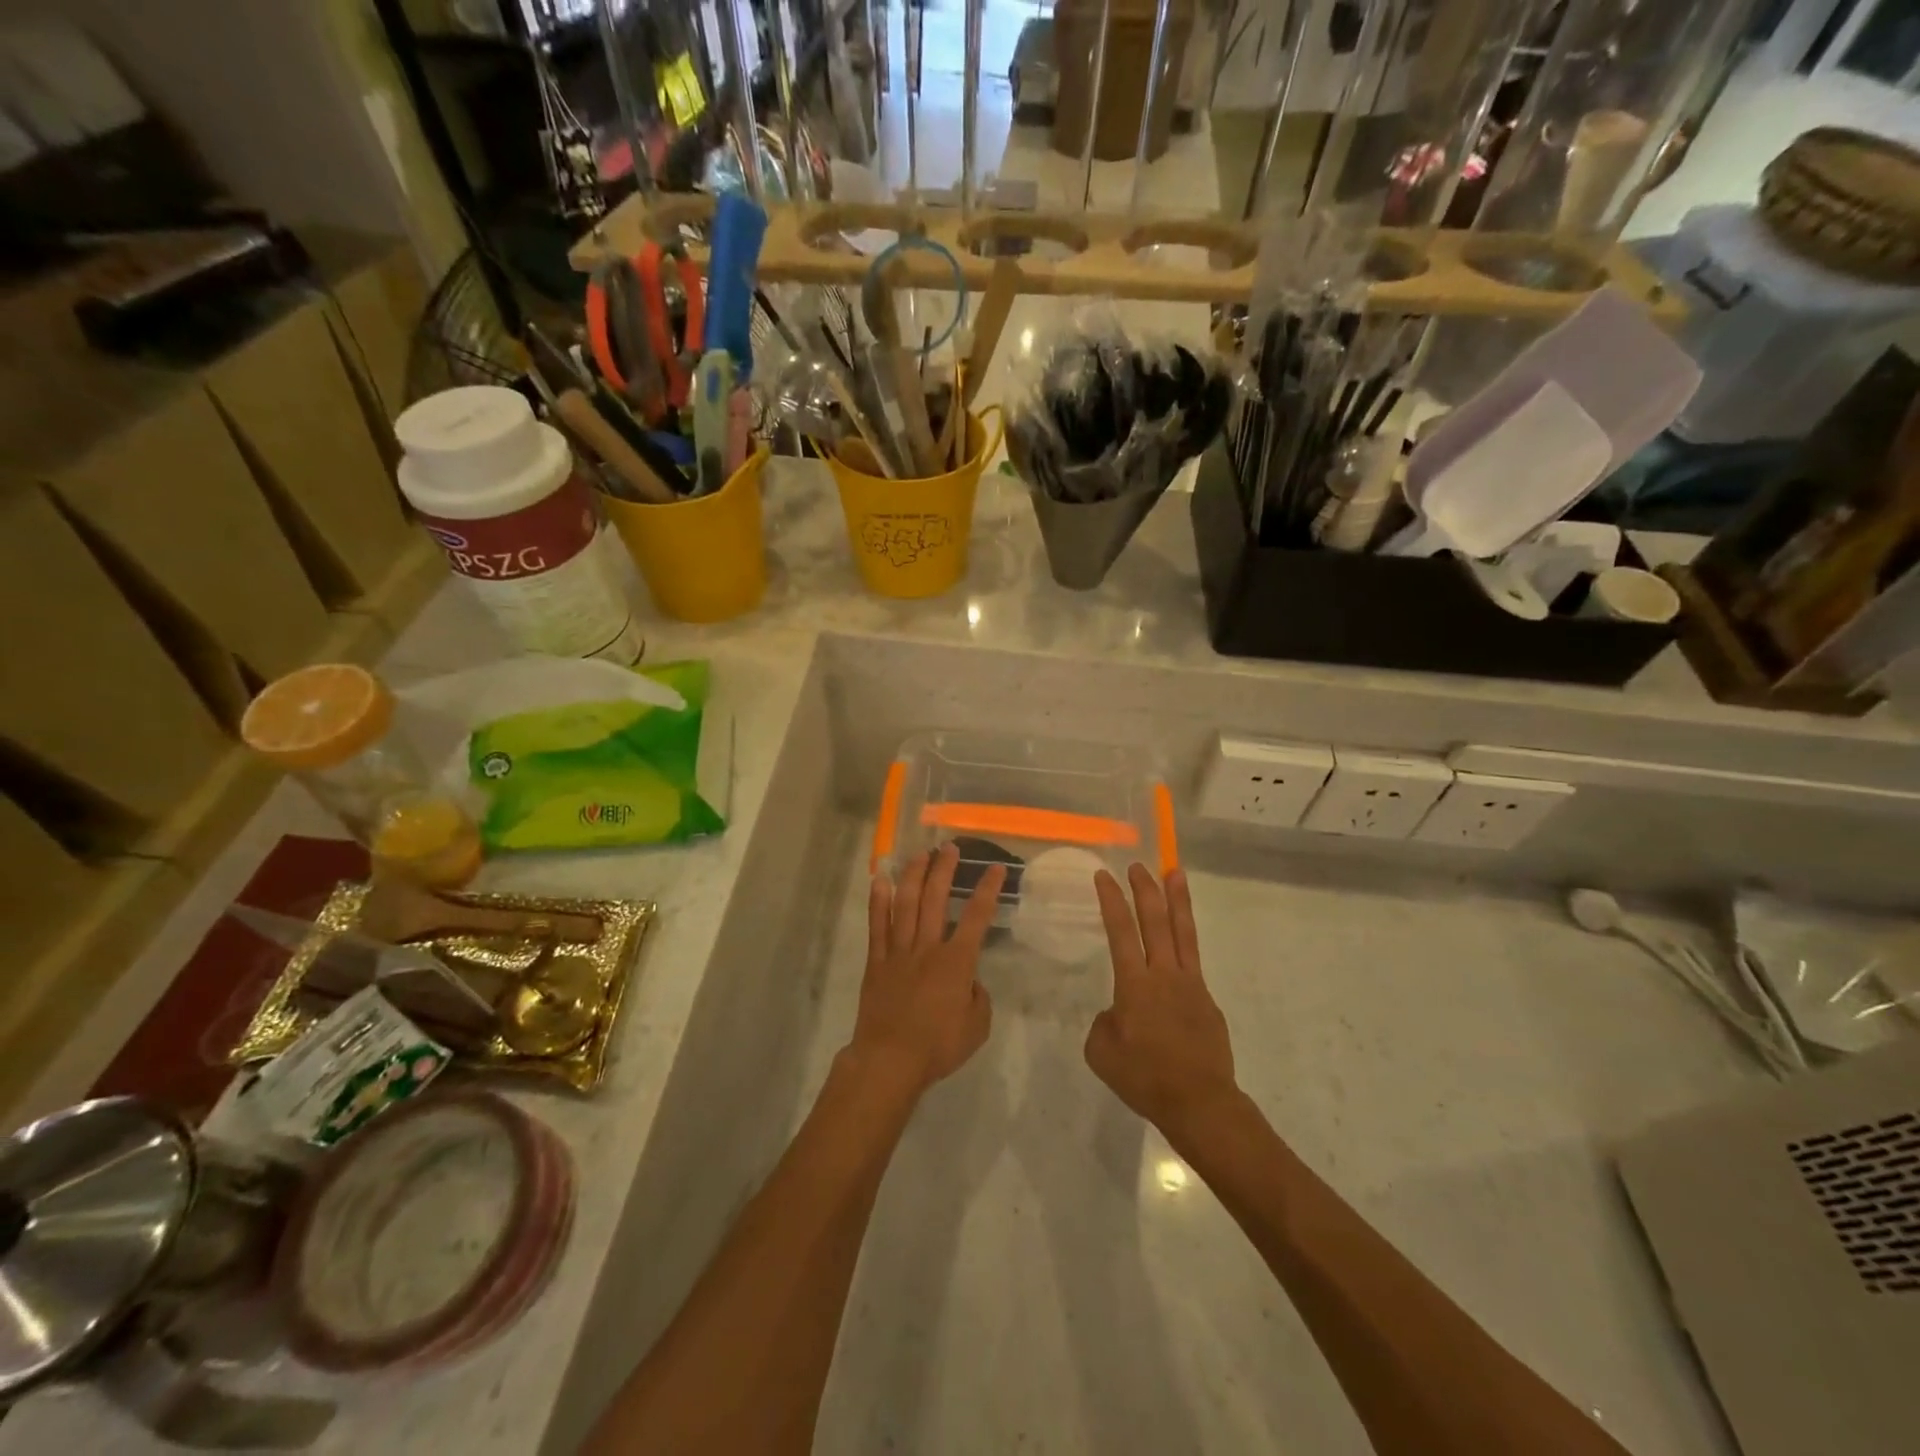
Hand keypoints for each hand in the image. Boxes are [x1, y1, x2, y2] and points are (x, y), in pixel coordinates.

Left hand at [848, 844, 1004, 1099]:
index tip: (995, 868)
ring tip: (921, 854)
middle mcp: (927, 948)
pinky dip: (878, 901)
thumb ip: (978, 998)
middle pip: (935, 899)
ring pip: (906, 904)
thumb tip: (969, 982)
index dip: (987, 890)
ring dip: (914, 876)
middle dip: (944, 870)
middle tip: (950, 848)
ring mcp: (899, 952)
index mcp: (956, 962)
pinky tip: (880, 880)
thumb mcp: (977, 1026)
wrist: (890, 1060)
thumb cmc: (938, 1046)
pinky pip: (877, 926)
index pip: (976, 917)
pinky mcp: (877, 962)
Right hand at [1086, 865, 1239, 1139]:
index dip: (1111, 900)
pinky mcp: (1207, 999)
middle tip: (1138, 865)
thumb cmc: (1144, 1078)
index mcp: (1135, 985)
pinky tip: (1177, 945)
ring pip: (1183, 932)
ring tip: (1175, 873)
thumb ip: (1104, 1022)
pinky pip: (1193, 962)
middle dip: (1145, 890)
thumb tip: (1118, 1012)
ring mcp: (1191, 985)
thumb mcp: (1102, 1052)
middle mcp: (1164, 975)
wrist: (1199, 1102)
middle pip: (1156, 922)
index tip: (1104, 876)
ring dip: (1177, 900)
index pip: (1120, 931)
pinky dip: (1184, 943)